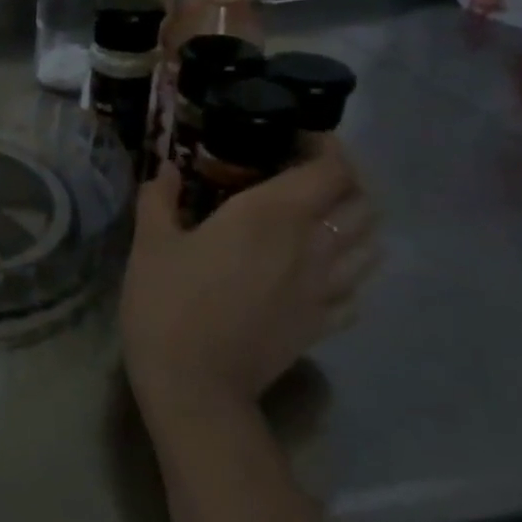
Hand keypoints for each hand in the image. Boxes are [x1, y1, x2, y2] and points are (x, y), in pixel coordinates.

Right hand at [120, 137, 377, 436]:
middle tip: (308, 172)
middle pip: (361, 201)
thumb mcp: (150, 243)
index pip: (330, 169)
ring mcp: (325, 288)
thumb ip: (159, 198)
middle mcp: (312, 245)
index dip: (327, 146)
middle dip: (345, 178)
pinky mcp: (324, 323)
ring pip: (371, 243)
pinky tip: (322, 269)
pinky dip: (351, 269)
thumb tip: (165, 167)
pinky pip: (358, 289)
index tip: (299, 137)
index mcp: (270, 215)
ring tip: (323, 214)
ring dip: (356, 220)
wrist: (195, 384)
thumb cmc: (166, 303)